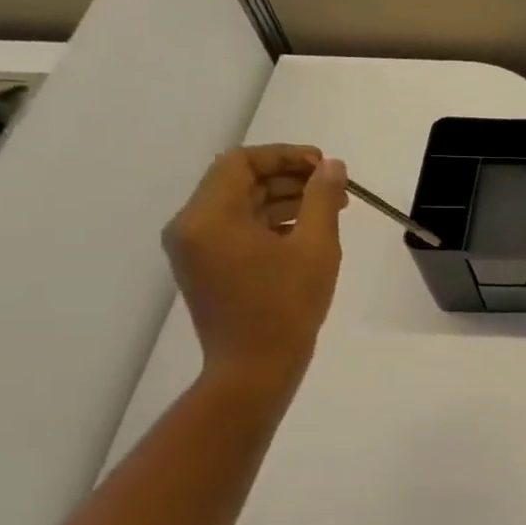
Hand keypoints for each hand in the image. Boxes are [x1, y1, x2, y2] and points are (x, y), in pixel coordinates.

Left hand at [162, 145, 347, 385]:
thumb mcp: (316, 246)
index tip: (325, 167)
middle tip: (334, 188)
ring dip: (283, 200)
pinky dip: (270, 222)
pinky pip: (237, 229)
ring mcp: (195, 248)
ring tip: (330, 210)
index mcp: (209, 216)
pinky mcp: (205, 267)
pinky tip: (307, 232)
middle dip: (289, 178)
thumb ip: (322, 198)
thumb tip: (332, 166)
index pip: (241, 162)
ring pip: (240, 205)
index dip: (285, 156)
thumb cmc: (287, 305)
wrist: (255, 368)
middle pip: (239, 181)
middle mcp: (191, 226)